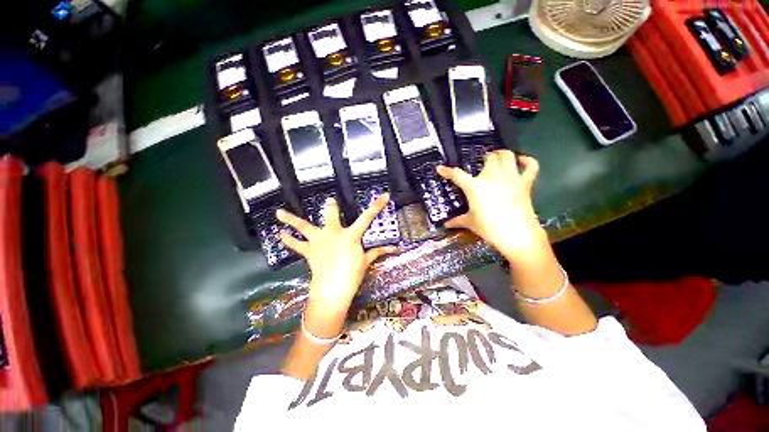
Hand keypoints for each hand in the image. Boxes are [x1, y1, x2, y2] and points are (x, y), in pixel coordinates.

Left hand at [276, 195, 396, 337]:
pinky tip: (280, 234)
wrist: (333, 289)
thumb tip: (396, 249)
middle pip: (331, 215)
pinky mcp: (309, 251)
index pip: (367, 218)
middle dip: (331, 207)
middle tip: (329, 201)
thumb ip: (379, 251)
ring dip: (292, 220)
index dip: (376, 206)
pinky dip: (289, 240)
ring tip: (279, 213)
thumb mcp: (366, 261)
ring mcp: (319, 241)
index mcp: (351, 235)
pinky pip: (297, 245)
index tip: (384, 195)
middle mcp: (333, 233)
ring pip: (304, 227)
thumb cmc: (352, 274)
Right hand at [436, 150, 548, 261]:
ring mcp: (510, 178)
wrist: (517, 235)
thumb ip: (457, 221)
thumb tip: (446, 224)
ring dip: (502, 154)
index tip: (440, 168)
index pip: (456, 175)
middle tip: (481, 162)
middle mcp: (492, 177)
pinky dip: (527, 161)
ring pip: (508, 156)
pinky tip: (521, 160)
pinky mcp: (525, 183)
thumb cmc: (489, 228)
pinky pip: (530, 166)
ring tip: (497, 156)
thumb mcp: (470, 223)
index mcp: (475, 187)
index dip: (446, 171)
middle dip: (485, 157)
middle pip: (489, 158)